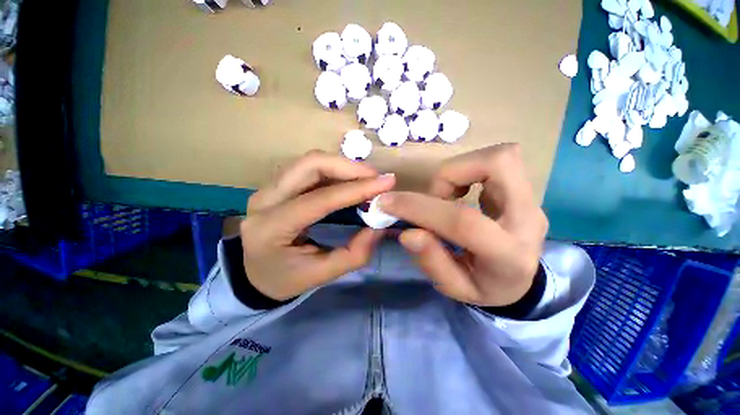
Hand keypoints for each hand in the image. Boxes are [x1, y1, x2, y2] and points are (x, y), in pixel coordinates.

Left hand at [241, 150, 394, 299]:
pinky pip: (309, 168)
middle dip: (348, 167)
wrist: (254, 274)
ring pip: (309, 161)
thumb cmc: (285, 278)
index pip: (318, 199)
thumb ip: (354, 254)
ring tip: (367, 178)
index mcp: (271, 228)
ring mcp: (267, 188)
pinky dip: (334, 169)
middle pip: (309, 165)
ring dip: (342, 166)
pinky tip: (350, 180)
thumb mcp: (321, 275)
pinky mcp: (277, 185)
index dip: (355, 189)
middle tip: (375, 177)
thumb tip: (379, 227)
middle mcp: (264, 200)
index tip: (386, 182)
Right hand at [379, 144, 547, 306]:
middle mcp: (527, 219)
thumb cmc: (486, 287)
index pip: (463, 221)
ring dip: (458, 170)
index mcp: (508, 255)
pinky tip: (458, 192)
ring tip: (445, 197)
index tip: (388, 202)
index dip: (420, 207)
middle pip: (496, 164)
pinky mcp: (524, 190)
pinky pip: (497, 162)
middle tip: (434, 198)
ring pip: (498, 156)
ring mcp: (530, 200)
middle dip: (450, 173)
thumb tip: (408, 233)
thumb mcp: (455, 287)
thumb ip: (432, 261)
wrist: (521, 280)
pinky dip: (467, 170)